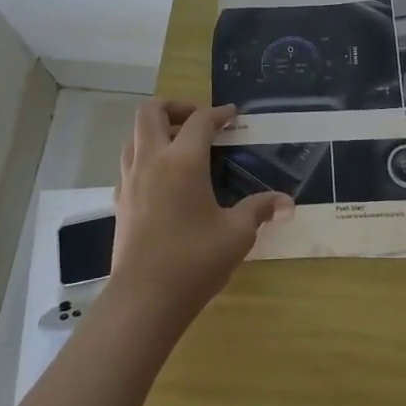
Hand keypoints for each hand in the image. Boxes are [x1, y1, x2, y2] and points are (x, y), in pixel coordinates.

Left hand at [110, 101, 290, 322]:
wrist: (144, 299)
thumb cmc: (194, 260)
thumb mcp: (237, 234)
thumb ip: (259, 209)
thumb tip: (285, 202)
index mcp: (183, 161)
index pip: (200, 120)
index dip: (219, 113)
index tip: (233, 114)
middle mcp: (152, 161)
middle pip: (152, 112)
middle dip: (176, 107)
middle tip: (199, 121)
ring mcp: (130, 180)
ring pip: (134, 136)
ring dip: (157, 130)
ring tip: (181, 146)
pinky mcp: (120, 201)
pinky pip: (129, 163)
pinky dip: (146, 157)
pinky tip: (164, 179)